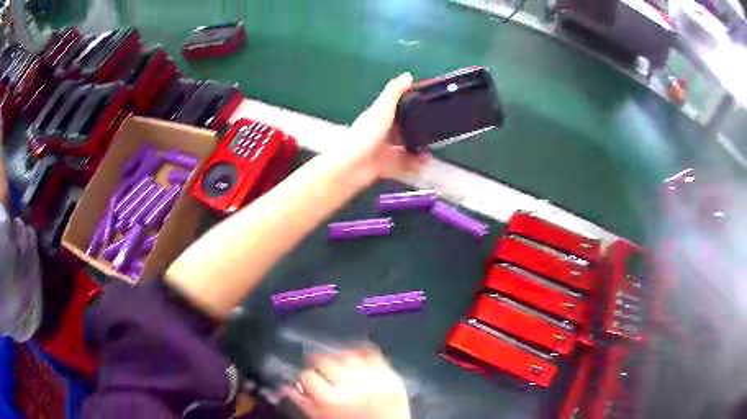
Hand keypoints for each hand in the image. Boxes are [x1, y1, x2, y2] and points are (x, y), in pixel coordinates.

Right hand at [288, 348, 409, 418]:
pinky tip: (354, 358)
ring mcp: (376, 380)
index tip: (308, 378)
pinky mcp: (392, 376)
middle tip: (320, 369)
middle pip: (325, 360)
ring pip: (347, 355)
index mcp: (333, 401)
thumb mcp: (321, 418)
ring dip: (338, 357)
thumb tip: (288, 384)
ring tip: (337, 365)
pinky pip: (372, 354)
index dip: (306, 376)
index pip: (308, 375)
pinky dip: (361, 353)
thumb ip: (303, 402)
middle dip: (319, 363)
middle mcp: (354, 387)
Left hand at [338, 73, 429, 181]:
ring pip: (404, 148)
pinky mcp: (385, 166)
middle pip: (402, 129)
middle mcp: (381, 132)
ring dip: (418, 150)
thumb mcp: (382, 109)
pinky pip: (403, 165)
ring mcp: (382, 150)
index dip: (410, 106)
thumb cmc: (365, 135)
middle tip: (434, 132)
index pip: (396, 108)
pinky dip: (414, 164)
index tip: (427, 106)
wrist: (351, 167)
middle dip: (417, 131)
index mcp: (378, 116)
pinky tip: (424, 163)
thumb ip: (394, 92)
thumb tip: (408, 75)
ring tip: (431, 151)